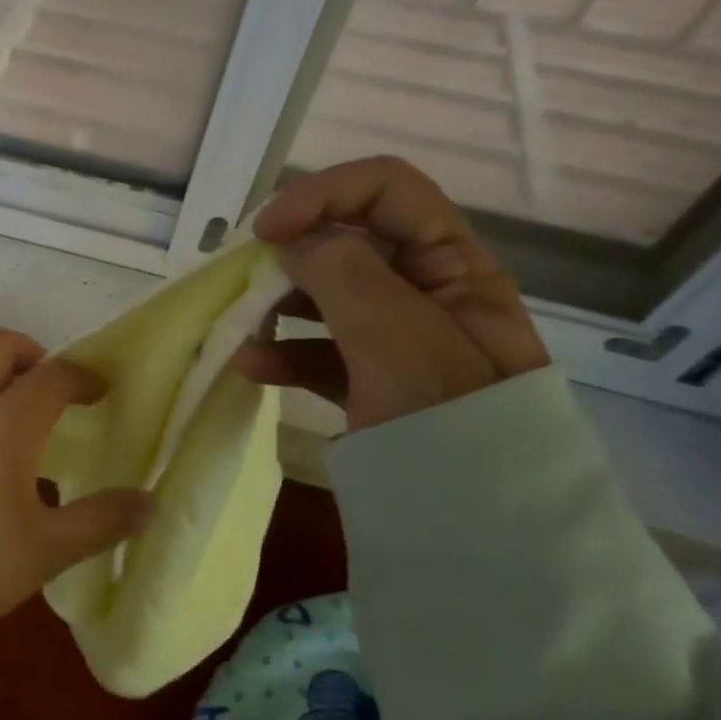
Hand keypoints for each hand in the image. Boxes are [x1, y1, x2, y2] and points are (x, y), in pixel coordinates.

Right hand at [234, 156, 550, 430]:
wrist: (479, 529)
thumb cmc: (448, 420)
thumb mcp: (399, 336)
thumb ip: (343, 272)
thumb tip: (294, 241)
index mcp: (454, 265)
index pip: (388, 190)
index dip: (323, 195)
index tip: (267, 232)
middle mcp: (427, 292)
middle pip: (350, 240)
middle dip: (293, 252)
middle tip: (246, 278)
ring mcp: (395, 339)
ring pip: (327, 296)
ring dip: (279, 303)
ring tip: (242, 325)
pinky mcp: (370, 381)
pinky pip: (319, 350)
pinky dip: (283, 353)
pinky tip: (252, 368)